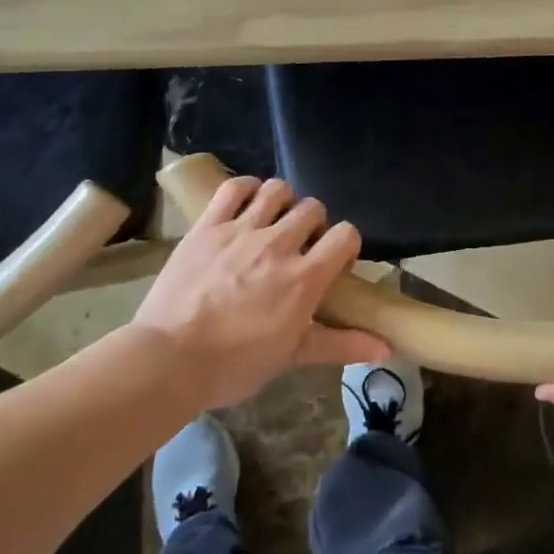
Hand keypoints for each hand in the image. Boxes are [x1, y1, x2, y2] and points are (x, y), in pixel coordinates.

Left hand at [129, 177, 387, 409]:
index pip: (346, 235)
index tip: (332, 262)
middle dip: (313, 224)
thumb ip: (340, 344)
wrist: (167, 360)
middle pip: (313, 208)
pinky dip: (245, 189)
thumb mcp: (292, 356)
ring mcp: (241, 230)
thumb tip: (385, 348)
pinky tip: (246, 204)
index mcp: (305, 277)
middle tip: (298, 247)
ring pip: (278, 190)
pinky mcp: (207, 225)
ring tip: (272, 222)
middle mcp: (279, 244)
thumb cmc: (234, 365)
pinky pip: (233, 188)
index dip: (345, 244)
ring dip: (282, 203)